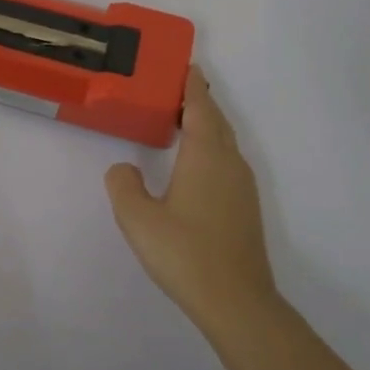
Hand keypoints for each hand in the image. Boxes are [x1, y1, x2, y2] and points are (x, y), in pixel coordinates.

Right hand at [105, 66, 278, 337]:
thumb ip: (123, 185)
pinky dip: (211, 147)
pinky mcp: (246, 208)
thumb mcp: (138, 218)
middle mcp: (229, 162)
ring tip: (182, 121)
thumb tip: (124, 168)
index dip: (192, 85)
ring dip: (206, 125)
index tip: (186, 66)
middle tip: (176, 89)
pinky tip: (195, 164)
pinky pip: (227, 161)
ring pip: (224, 142)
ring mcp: (242, 186)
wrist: (237, 303)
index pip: (199, 107)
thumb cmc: (185, 253)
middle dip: (199, 101)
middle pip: (216, 120)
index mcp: (205, 155)